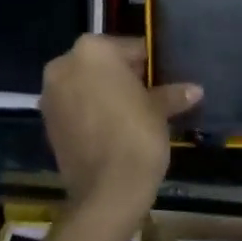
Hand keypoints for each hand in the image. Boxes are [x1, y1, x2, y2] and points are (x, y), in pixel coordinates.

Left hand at [41, 35, 201, 232]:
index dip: (148, 64)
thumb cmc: (136, 135)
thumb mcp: (158, 110)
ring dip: (105, 94)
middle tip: (150, 95)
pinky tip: (113, 128)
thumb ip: (171, 94)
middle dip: (124, 77)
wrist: (107, 191)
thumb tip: (195, 90)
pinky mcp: (47, 123)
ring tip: (133, 113)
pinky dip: (91, 112)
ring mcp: (51, 94)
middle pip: (103, 64)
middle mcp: (65, 64)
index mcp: (92, 49)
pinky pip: (75, 107)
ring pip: (86, 84)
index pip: (129, 48)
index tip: (163, 78)